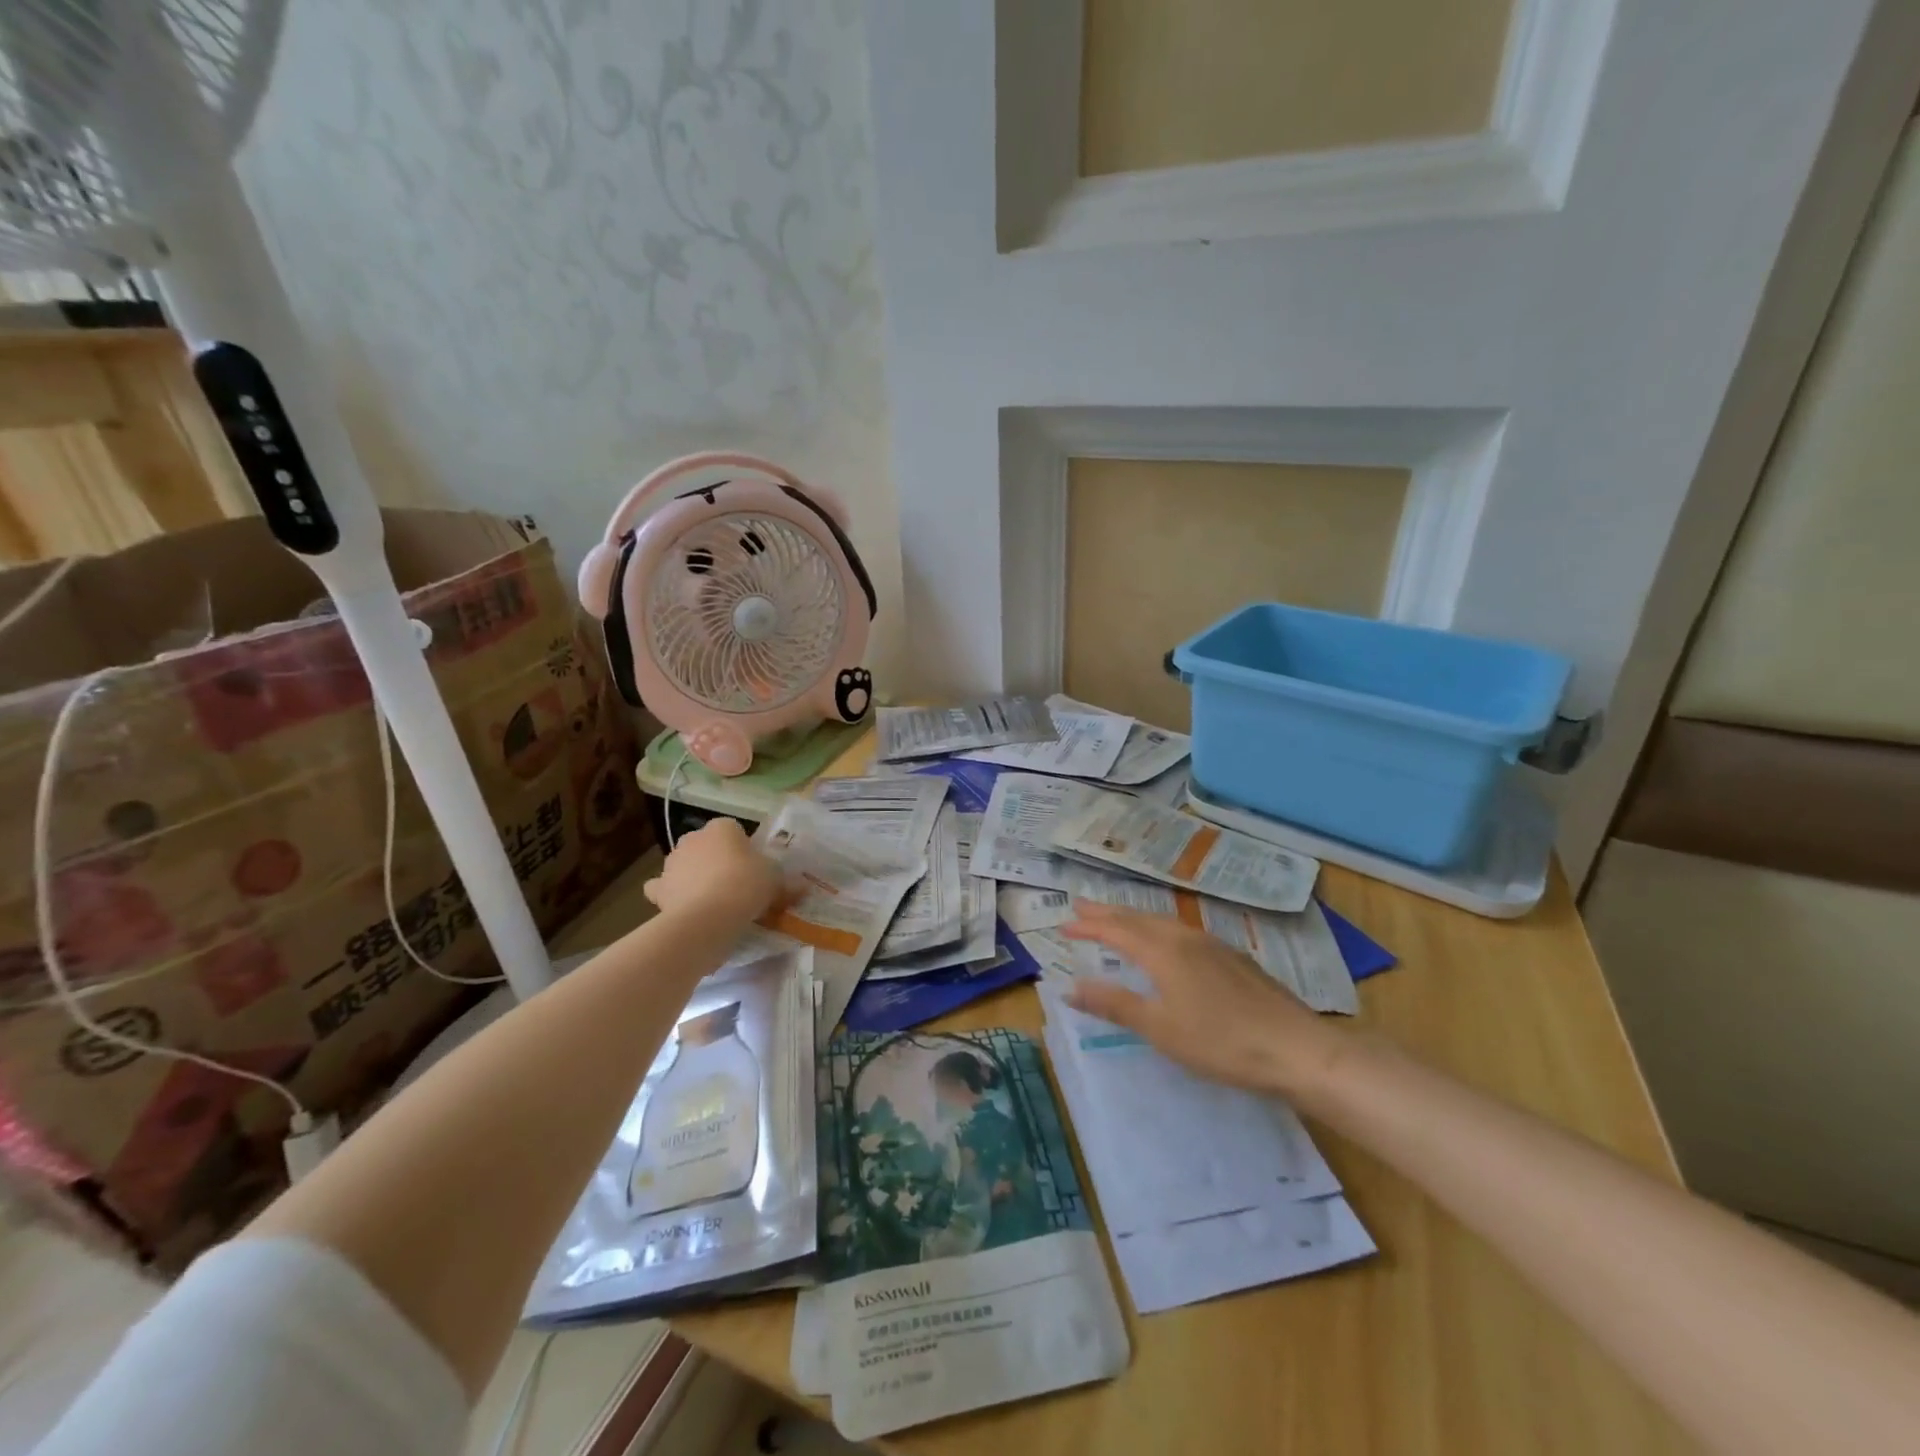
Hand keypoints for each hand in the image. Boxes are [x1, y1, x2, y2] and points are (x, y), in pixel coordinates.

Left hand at [642, 819, 782, 924]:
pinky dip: (669, 894)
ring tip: (711, 899)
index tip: (754, 867)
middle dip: (716, 859)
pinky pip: (662, 888)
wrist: (708, 917)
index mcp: (722, 827)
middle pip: (707, 845)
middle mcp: (694, 838)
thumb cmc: (746, 886)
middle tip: (735, 882)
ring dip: (693, 875)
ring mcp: (672, 863)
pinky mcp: (659, 889)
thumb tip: (803, 887)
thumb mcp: (776, 881)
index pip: (733, 829)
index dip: (744, 848)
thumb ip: (787, 882)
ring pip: (684, 864)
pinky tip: (682, 905)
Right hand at [1059, 903, 1347, 1100]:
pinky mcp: (1233, 958)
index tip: (1062, 924)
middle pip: (1138, 918)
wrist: (1296, 1048)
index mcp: (1163, 952)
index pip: (1116, 930)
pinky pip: (1183, 932)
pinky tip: (1167, 941)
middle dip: (1107, 912)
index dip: (1088, 926)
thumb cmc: (1220, 1042)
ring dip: (1134, 918)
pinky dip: (1159, 929)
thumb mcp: (1160, 1028)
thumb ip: (1114, 1004)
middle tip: (1080, 906)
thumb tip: (1070, 986)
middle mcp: (1185, 938)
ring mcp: (1213, 945)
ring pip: (1162, 922)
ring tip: (1117, 918)